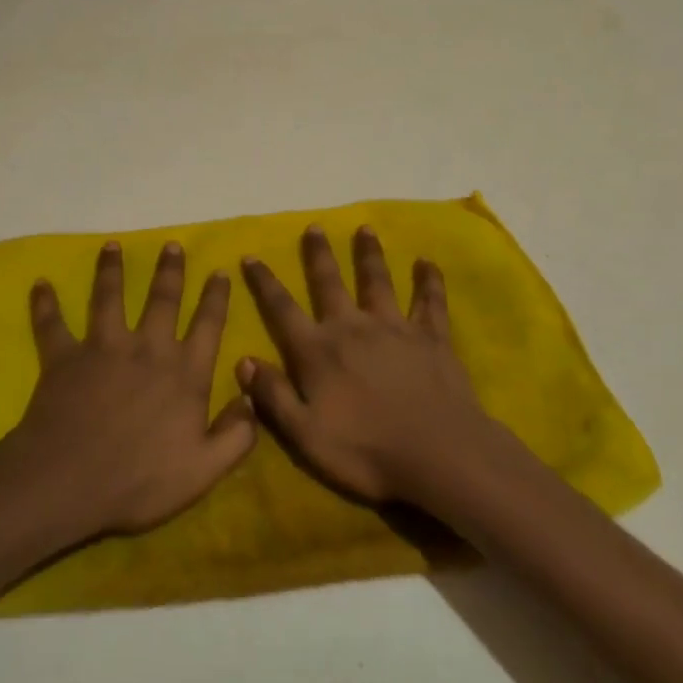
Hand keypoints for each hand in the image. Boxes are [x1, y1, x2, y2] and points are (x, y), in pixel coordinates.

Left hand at [8, 241, 254, 537]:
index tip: (220, 271)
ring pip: (109, 297)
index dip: (216, 298)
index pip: (207, 326)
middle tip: (172, 245)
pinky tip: (40, 284)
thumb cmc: (139, 480)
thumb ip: (236, 435)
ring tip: (112, 245)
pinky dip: (45, 304)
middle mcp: (147, 348)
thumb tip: (251, 398)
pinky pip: (53, 324)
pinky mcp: (65, 356)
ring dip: (111, 269)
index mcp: (184, 373)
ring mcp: (104, 347)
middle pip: (162, 299)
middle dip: (170, 270)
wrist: (69, 481)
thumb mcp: (203, 470)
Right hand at [238, 225, 502, 503]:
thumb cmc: (367, 452)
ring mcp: (394, 328)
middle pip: (330, 282)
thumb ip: (273, 396)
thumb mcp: (306, 435)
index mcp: (318, 351)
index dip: (264, 282)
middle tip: (314, 227)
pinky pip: (430, 301)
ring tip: (365, 229)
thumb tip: (243, 360)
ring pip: (378, 281)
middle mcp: (352, 328)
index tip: (251, 255)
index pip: (282, 309)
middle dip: (318, 254)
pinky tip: (427, 261)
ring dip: (369, 254)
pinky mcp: (431, 337)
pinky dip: (429, 280)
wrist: (439, 455)